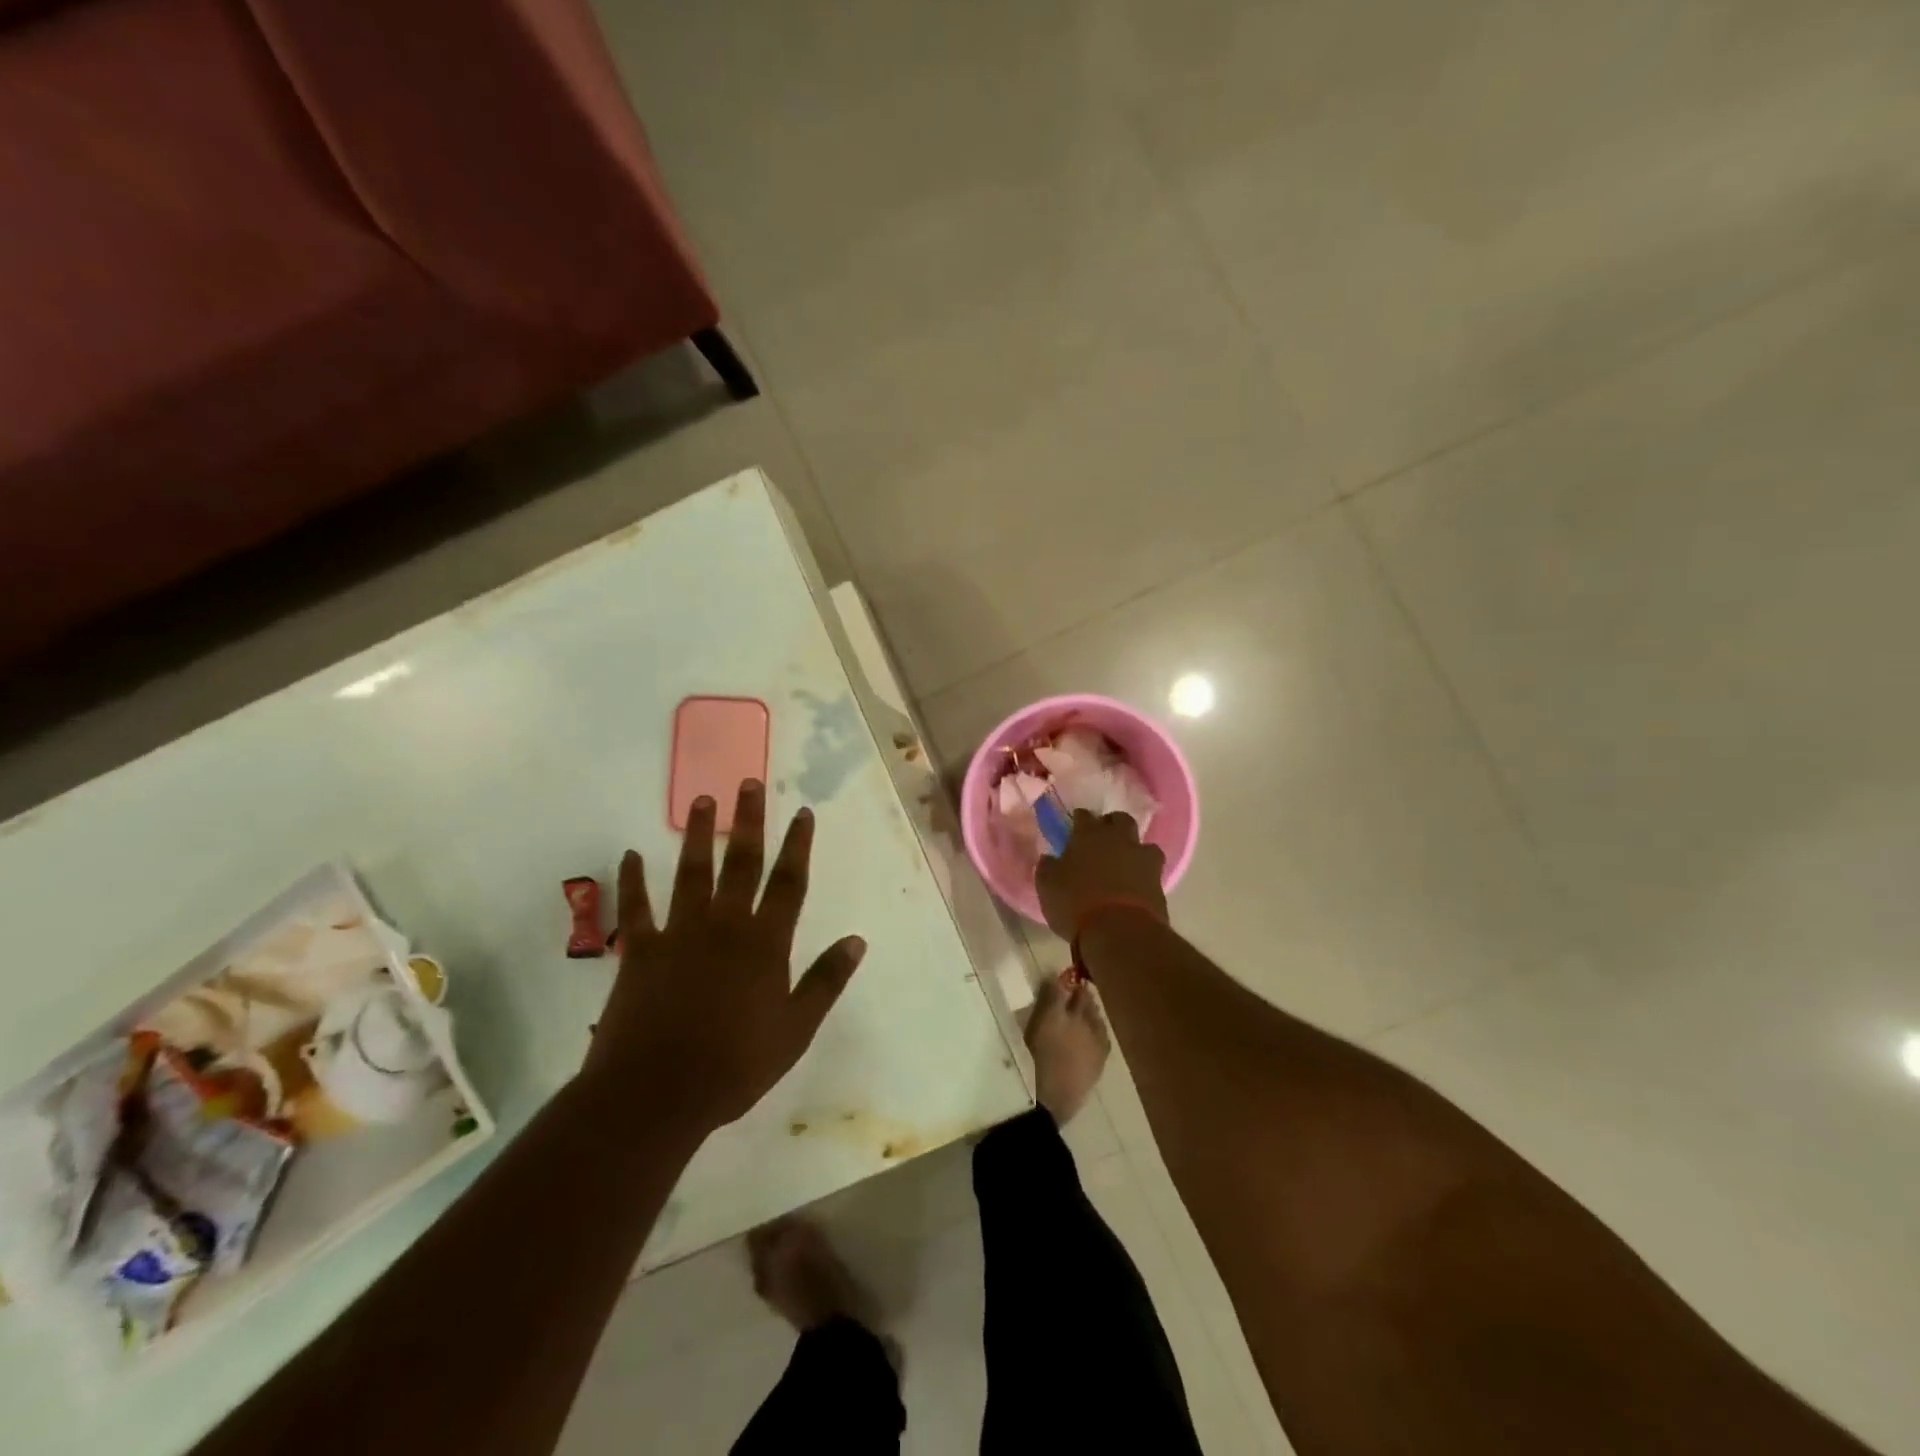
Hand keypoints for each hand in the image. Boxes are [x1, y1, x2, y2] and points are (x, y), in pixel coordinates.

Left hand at [584, 779, 866, 1133]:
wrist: (657, 1094)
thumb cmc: (735, 1065)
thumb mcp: (796, 1029)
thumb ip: (826, 981)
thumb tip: (857, 940)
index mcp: (765, 943)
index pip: (789, 882)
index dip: (798, 845)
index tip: (802, 812)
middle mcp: (725, 926)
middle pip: (742, 863)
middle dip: (749, 821)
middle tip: (749, 782)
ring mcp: (679, 934)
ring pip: (691, 872)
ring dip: (699, 835)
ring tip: (703, 800)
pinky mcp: (638, 951)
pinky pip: (636, 908)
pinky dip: (633, 881)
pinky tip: (631, 854)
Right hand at [1034, 810, 1169, 940]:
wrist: (1120, 931)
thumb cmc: (1075, 903)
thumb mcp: (1047, 886)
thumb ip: (1048, 867)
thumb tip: (1049, 858)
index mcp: (1088, 834)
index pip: (1084, 816)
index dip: (1079, 820)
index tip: (1074, 827)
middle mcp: (1118, 839)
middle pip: (1120, 820)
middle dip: (1112, 825)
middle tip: (1103, 839)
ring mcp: (1142, 858)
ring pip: (1143, 844)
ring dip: (1134, 850)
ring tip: (1125, 864)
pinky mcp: (1159, 881)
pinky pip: (1152, 870)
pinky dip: (1144, 874)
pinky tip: (1136, 884)